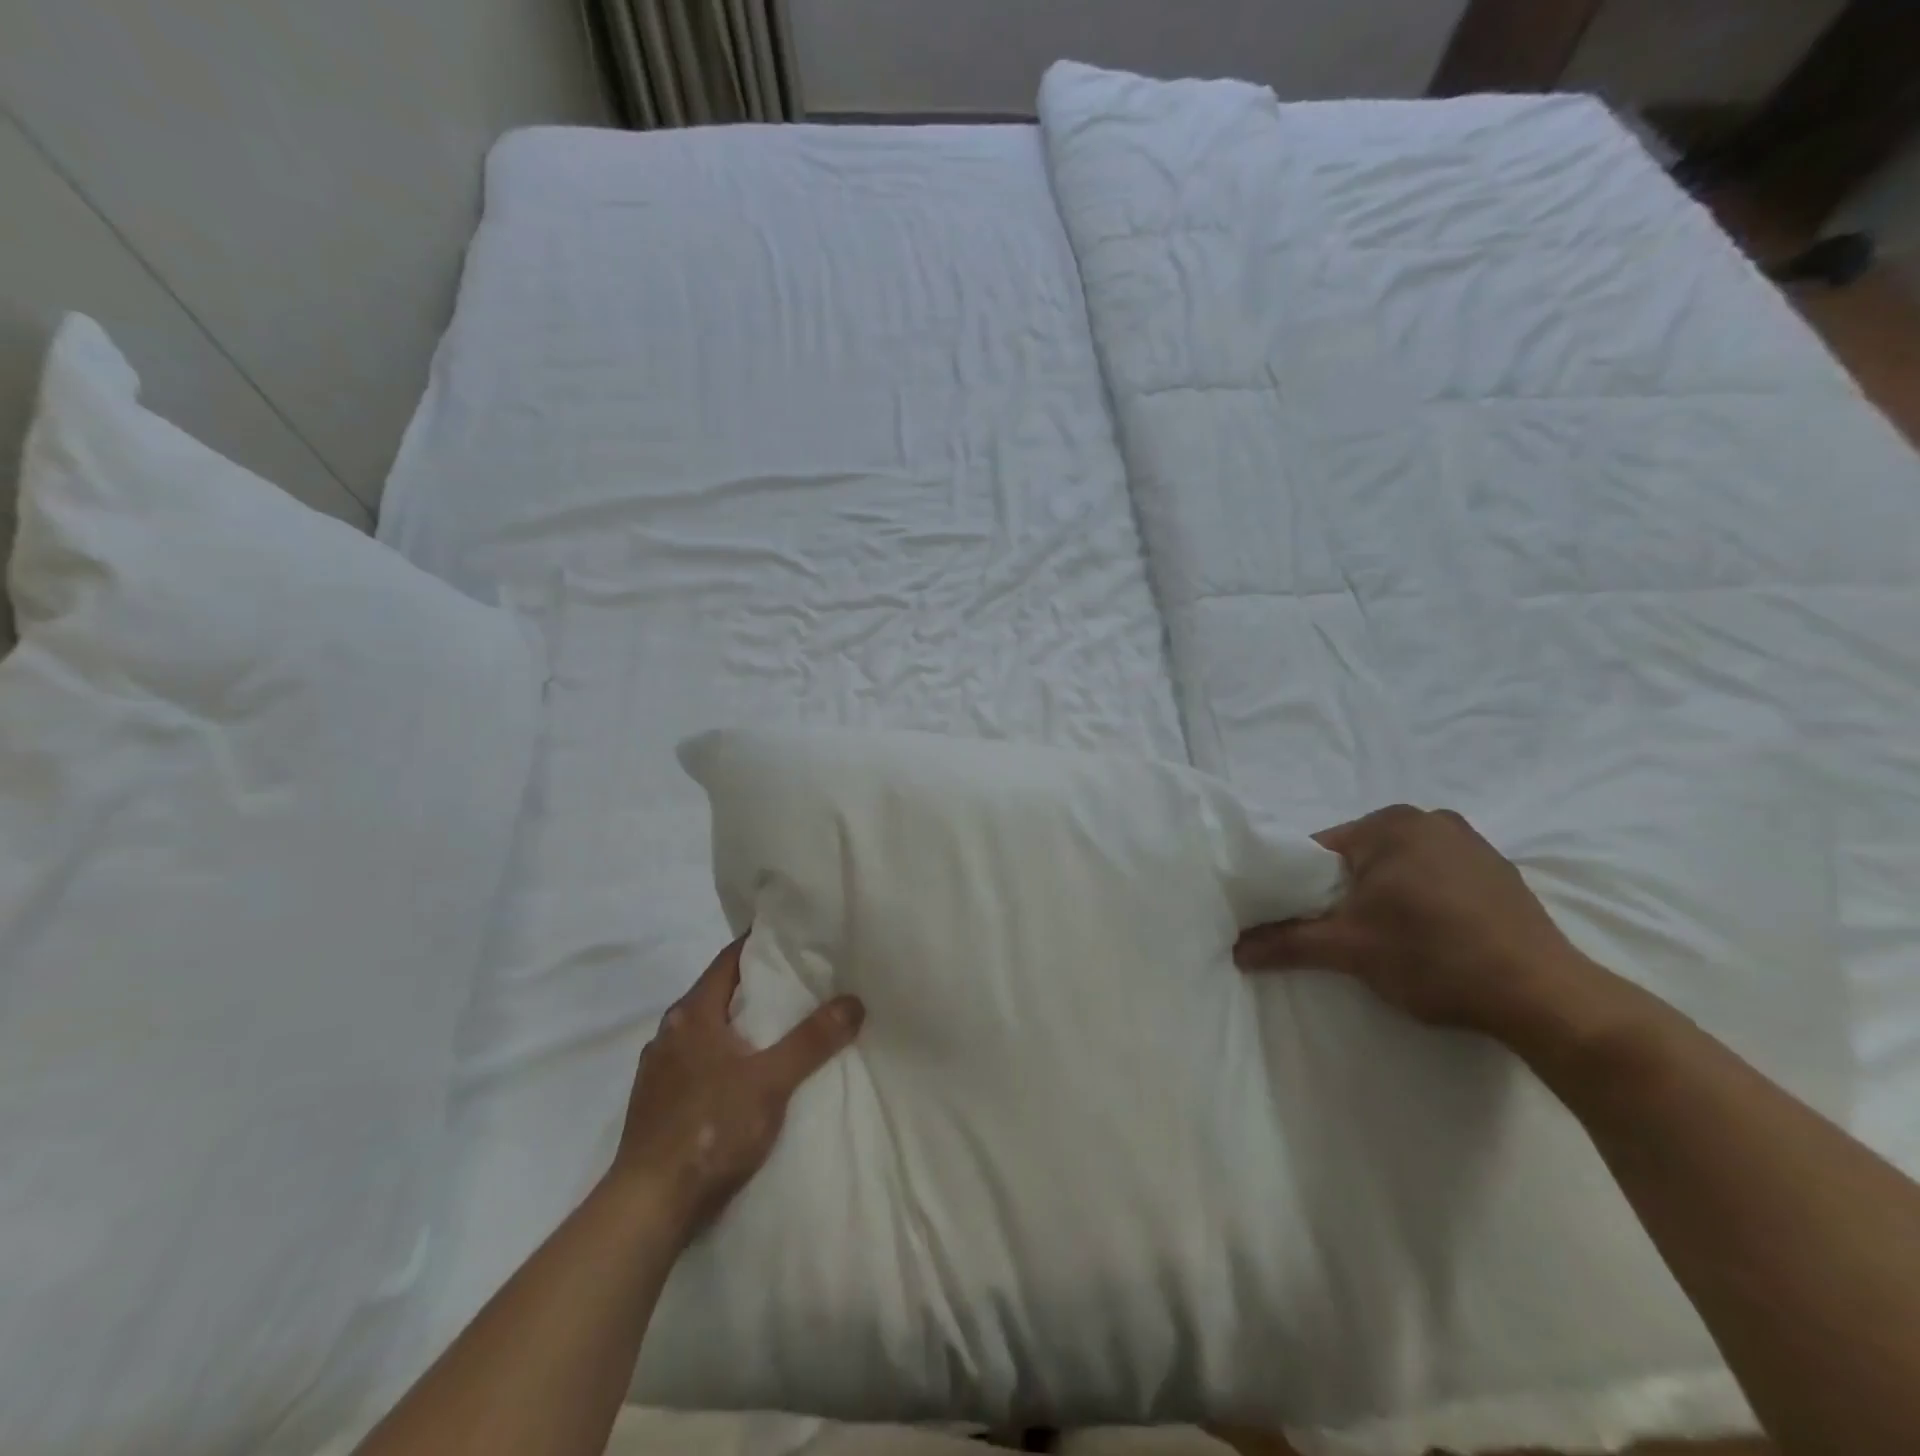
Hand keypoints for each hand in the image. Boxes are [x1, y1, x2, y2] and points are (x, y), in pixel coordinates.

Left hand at [611, 935, 863, 1239]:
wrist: (648, 1207)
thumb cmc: (709, 1130)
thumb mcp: (770, 1082)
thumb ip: (812, 1040)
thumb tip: (854, 1001)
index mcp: (691, 1015)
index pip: (728, 960)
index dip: (759, 945)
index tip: (792, 938)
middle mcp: (669, 1033)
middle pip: (717, 994)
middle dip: (755, 987)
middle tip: (799, 982)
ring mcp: (658, 1070)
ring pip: (706, 1031)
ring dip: (737, 1025)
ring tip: (778, 1028)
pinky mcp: (656, 1104)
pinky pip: (696, 1062)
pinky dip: (723, 1057)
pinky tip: (744, 1076)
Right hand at [1235, 804, 1603, 1040]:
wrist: (1545, 997)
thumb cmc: (1433, 956)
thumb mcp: (1348, 949)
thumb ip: (1287, 942)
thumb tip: (1235, 950)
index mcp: (1390, 824)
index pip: (1320, 849)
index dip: (1301, 886)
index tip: (1300, 921)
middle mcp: (1430, 819)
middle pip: (1360, 857)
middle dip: (1344, 893)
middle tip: (1342, 936)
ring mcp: (1472, 844)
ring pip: (1399, 869)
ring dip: (1384, 898)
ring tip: (1386, 942)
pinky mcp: (1500, 874)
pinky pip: (1438, 880)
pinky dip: (1423, 902)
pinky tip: (1431, 939)